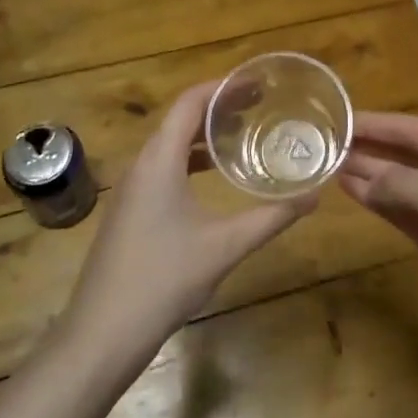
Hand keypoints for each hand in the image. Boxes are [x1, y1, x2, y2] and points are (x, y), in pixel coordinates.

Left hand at [61, 80, 315, 365]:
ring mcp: (131, 189)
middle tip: (259, 106)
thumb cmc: (164, 279)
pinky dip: (190, 160)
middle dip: (219, 108)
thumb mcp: (226, 246)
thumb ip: (272, 217)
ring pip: (170, 145)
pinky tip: (213, 178)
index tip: (258, 84)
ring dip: (204, 135)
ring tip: (242, 135)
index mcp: (159, 159)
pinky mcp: (129, 210)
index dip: (224, 87)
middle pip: (180, 119)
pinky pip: (162, 167)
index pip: (190, 102)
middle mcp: (141, 164)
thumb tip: (314, 196)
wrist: (102, 332)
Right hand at [339, 112, 417, 334]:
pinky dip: (376, 200)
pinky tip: (351, 190)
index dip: (373, 123)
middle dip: (366, 147)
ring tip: (327, 163)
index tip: (335, 117)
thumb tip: (360, 178)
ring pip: (396, 182)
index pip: (409, 128)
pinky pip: (399, 209)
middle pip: (401, 153)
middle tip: (322, 142)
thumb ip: (397, 181)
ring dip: (366, 173)